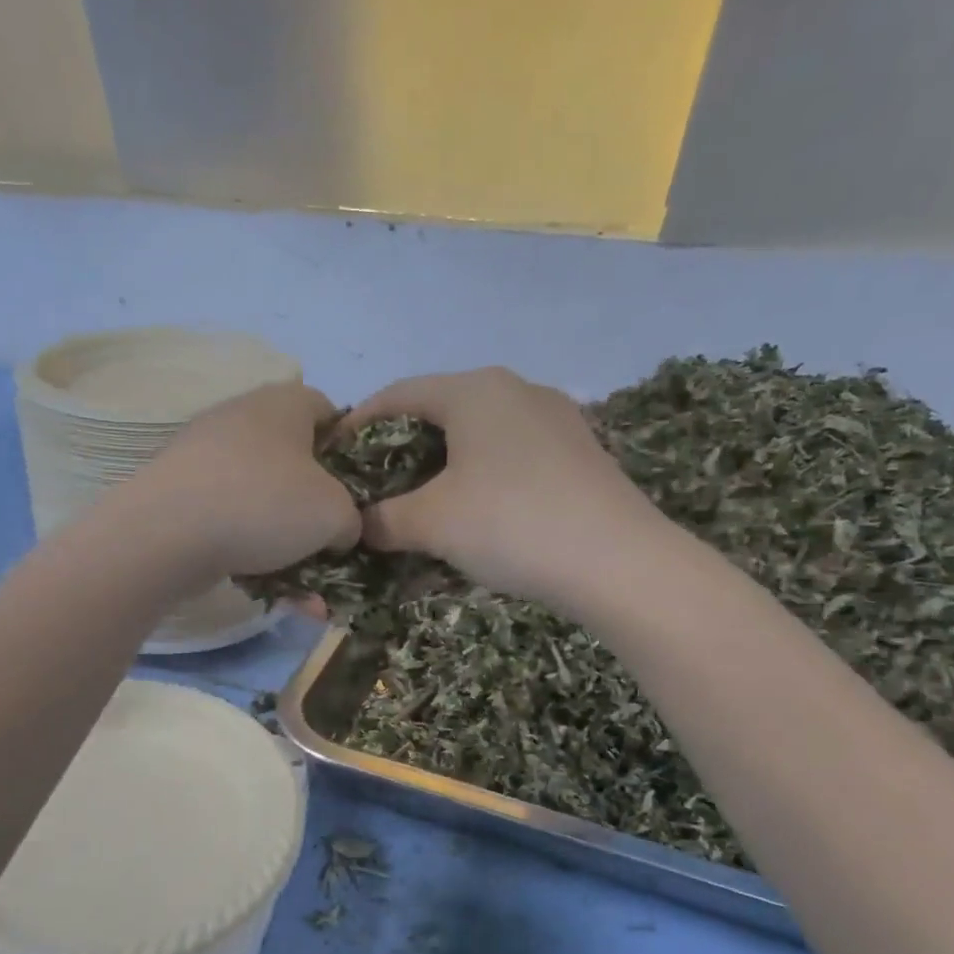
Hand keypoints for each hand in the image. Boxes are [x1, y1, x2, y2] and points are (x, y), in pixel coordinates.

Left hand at [132, 382, 360, 582]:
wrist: (164, 534)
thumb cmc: (263, 504)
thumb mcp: (335, 512)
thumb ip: (352, 518)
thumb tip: (339, 529)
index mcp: (284, 402)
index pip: (330, 411)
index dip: (351, 449)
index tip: (359, 491)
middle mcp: (242, 418)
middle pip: (295, 460)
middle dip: (316, 506)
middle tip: (332, 542)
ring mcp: (205, 457)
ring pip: (263, 499)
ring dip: (287, 542)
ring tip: (307, 589)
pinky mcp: (180, 495)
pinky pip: (231, 521)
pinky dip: (252, 552)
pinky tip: (270, 591)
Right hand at [335, 368, 673, 605]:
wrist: (620, 563)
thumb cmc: (510, 524)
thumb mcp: (431, 523)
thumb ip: (383, 519)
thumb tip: (360, 525)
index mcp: (473, 391)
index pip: (397, 395)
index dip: (358, 424)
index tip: (333, 455)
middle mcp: (515, 390)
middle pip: (439, 412)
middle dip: (400, 448)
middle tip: (374, 484)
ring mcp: (554, 419)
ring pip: (477, 435)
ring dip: (441, 466)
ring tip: (421, 501)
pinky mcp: (577, 452)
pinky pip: (510, 455)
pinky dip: (479, 477)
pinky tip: (475, 512)